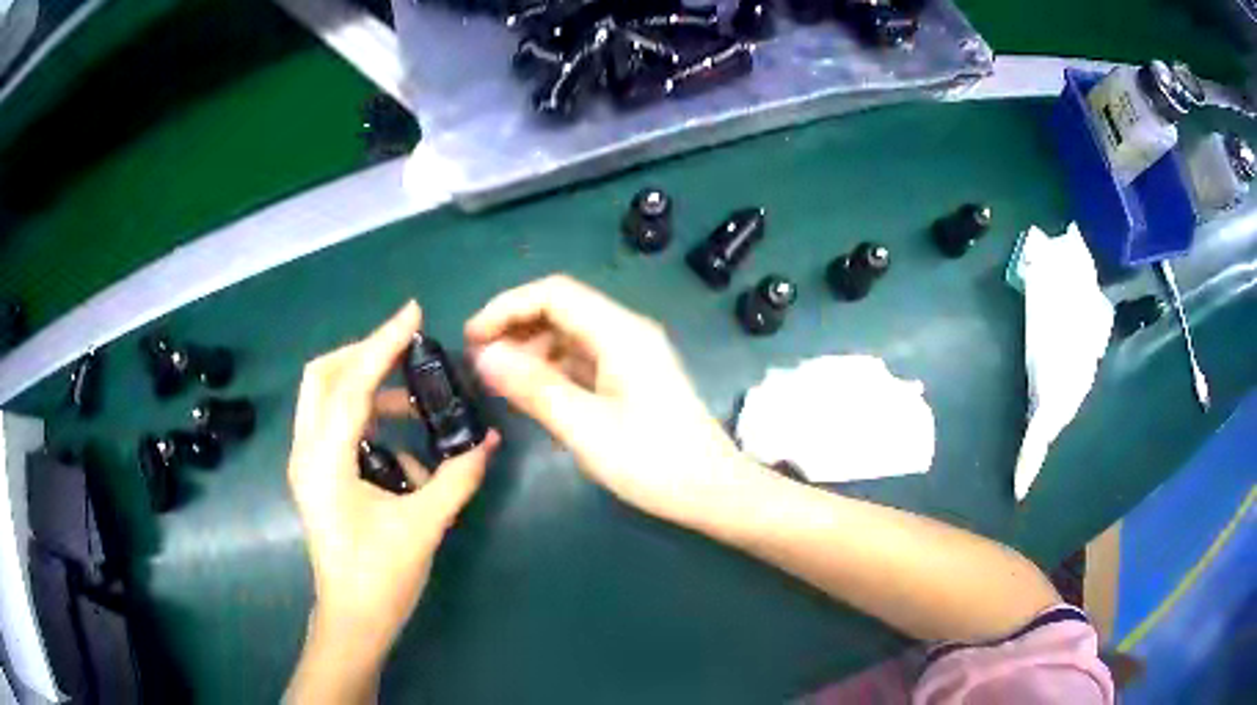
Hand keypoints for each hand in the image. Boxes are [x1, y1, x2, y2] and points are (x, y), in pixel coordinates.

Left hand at [286, 302, 498, 700]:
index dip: (382, 344)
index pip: (350, 384)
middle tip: (406, 353)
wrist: (353, 622)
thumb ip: (456, 478)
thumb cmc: (380, 578)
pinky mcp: (317, 477)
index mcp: (325, 461)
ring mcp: (308, 464)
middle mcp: (307, 453)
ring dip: (367, 389)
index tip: (413, 313)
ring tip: (414, 407)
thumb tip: (489, 442)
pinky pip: (337, 427)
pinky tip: (404, 454)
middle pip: (322, 376)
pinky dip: (367, 422)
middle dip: (363, 355)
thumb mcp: (423, 526)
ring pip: (326, 399)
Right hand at [465, 275, 756, 524]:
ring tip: (496, 379)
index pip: (553, 294)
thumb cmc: (653, 461)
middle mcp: (626, 333)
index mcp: (620, 332)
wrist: (713, 492)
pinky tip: (531, 393)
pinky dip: (551, 369)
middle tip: (477, 361)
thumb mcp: (585, 427)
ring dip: (531, 349)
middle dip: (515, 327)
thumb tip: (484, 356)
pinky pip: (582, 360)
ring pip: (570, 336)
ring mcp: (631, 356)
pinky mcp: (632, 380)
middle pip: (561, 309)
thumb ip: (533, 387)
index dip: (506, 307)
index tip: (471, 337)